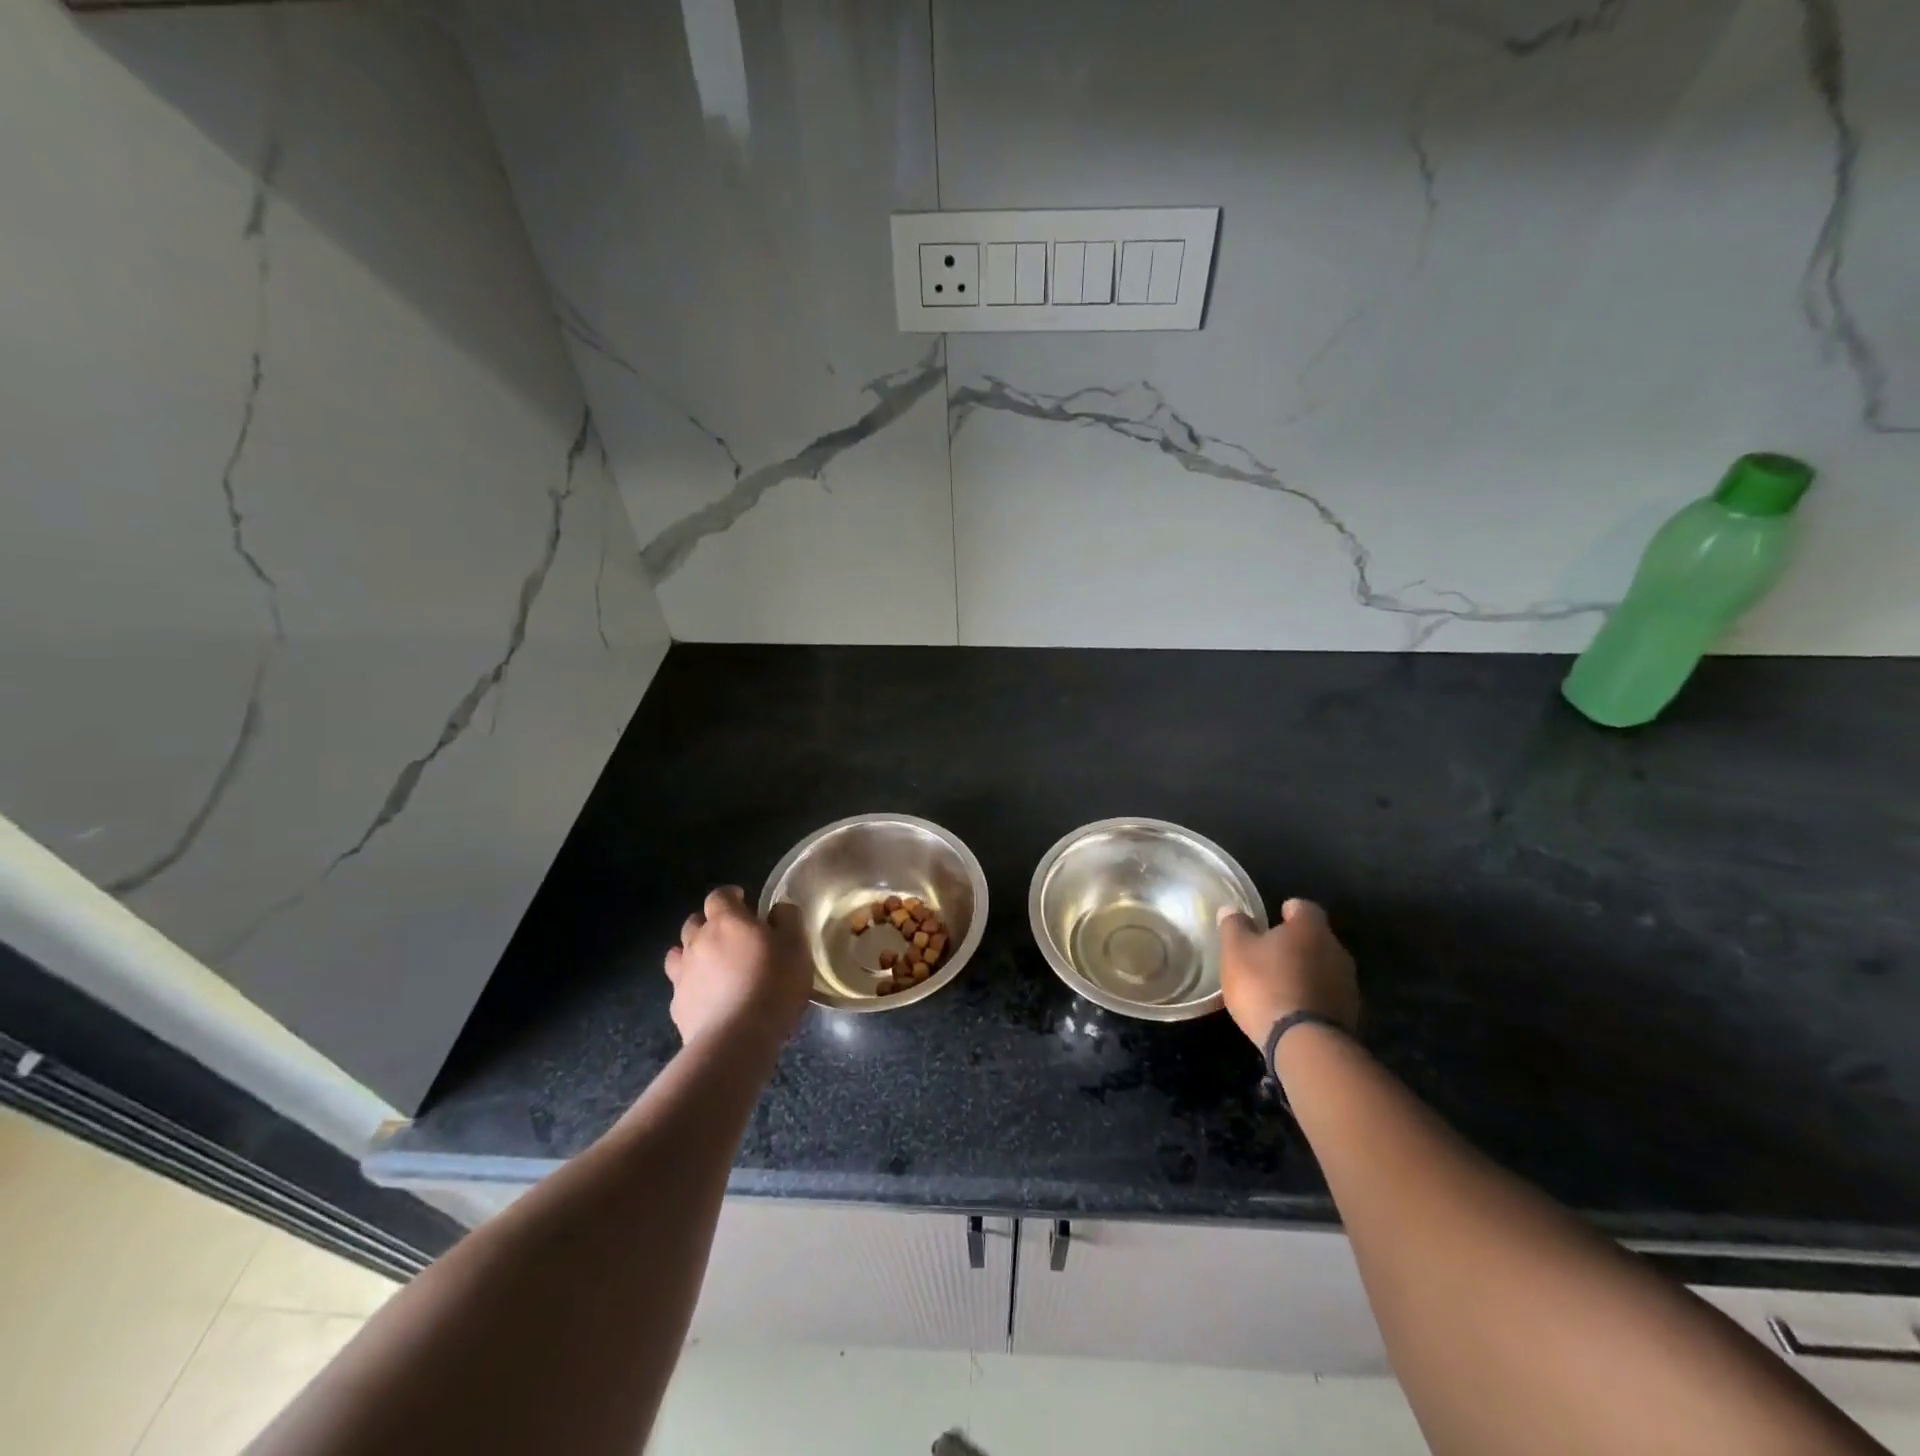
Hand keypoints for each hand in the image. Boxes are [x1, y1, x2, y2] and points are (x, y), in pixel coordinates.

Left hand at [663, 887, 811, 1050]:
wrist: (737, 1038)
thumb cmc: (773, 984)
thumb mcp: (797, 946)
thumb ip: (788, 919)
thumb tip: (778, 909)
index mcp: (727, 921)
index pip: (719, 895)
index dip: (731, 896)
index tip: (745, 902)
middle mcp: (698, 941)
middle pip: (694, 921)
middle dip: (710, 923)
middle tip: (732, 936)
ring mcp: (682, 974)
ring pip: (679, 952)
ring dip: (694, 952)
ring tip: (714, 966)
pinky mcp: (677, 1005)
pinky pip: (681, 985)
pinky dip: (692, 985)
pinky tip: (708, 998)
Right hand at [1217, 898, 1359, 1048]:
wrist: (1304, 1044)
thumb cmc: (1265, 985)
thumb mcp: (1235, 951)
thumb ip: (1234, 926)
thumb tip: (1232, 910)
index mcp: (1310, 928)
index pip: (1303, 907)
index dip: (1286, 911)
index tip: (1271, 920)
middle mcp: (1336, 950)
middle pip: (1315, 939)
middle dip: (1295, 944)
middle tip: (1268, 955)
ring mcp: (1347, 985)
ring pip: (1322, 968)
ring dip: (1304, 973)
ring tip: (1278, 986)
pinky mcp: (1349, 1016)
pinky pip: (1326, 996)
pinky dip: (1311, 998)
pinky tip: (1291, 1010)